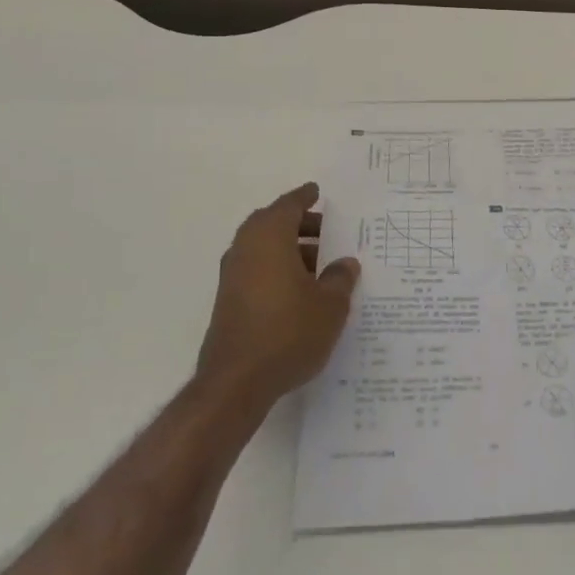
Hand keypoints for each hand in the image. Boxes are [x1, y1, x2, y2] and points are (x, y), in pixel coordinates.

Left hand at [195, 183, 358, 418]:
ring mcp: (233, 276)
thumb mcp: (330, 305)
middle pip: (272, 224)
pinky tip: (301, 289)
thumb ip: (340, 279)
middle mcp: (246, 249)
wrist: (237, 382)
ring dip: (289, 248)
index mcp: (270, 238)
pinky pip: (257, 269)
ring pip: (263, 248)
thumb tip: (345, 263)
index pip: (288, 206)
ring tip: (321, 263)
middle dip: (299, 224)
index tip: (317, 192)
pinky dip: (277, 268)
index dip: (304, 198)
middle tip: (326, 230)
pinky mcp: (229, 301)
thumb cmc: (289, 332)